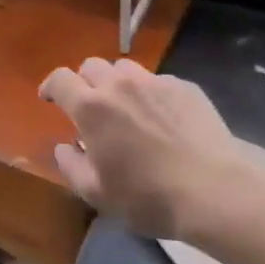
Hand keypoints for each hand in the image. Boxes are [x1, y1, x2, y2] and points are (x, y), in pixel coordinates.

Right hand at [39, 58, 264, 239]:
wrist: (215, 190)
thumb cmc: (148, 197)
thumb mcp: (98, 194)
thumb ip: (71, 166)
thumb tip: (64, 147)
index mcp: (91, 107)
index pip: (60, 79)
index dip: (51, 86)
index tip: (49, 99)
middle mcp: (119, 84)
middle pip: (91, 66)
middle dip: (84, 82)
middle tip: (90, 107)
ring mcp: (154, 82)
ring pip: (124, 68)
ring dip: (117, 83)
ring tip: (126, 108)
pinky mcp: (184, 87)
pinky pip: (157, 81)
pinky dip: (149, 94)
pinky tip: (161, 118)